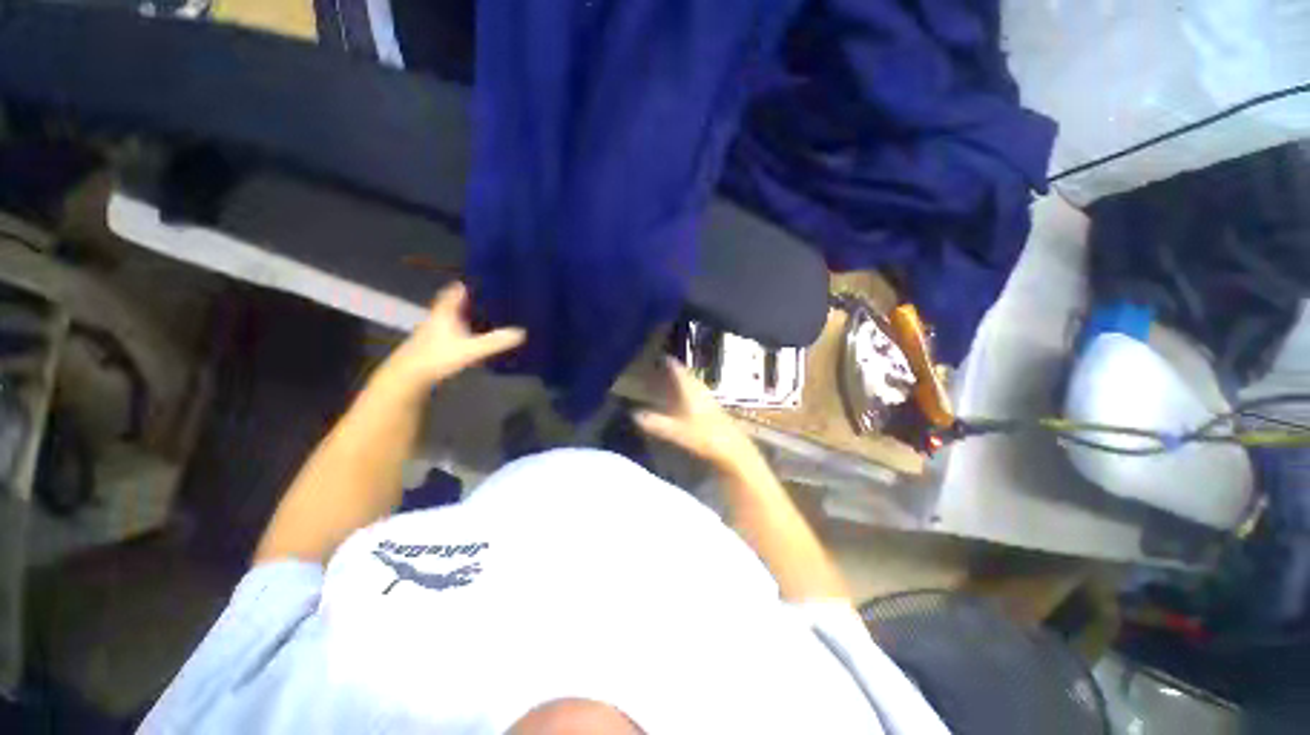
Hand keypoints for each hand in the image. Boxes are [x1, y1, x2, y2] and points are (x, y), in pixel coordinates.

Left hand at [382, 282, 524, 390]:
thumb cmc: (438, 356)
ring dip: (467, 318)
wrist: (409, 375)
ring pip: (453, 319)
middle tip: (490, 300)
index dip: (467, 285)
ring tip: (487, 319)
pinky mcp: (434, 345)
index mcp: (446, 312)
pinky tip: (473, 341)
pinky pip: (452, 333)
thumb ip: (495, 341)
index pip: (455, 291)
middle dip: (471, 302)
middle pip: (455, 304)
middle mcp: (439, 318)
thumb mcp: (471, 349)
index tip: (481, 281)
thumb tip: (522, 333)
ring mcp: (434, 332)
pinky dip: (463, 333)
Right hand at [634, 357, 764, 473]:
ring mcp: (709, 401)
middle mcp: (700, 391)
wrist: (733, 450)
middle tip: (663, 366)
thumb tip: (633, 414)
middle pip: (687, 377)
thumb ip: (656, 423)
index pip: (679, 371)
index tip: (661, 355)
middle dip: (675, 371)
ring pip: (693, 386)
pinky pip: (697, 396)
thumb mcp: (677, 431)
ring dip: (682, 382)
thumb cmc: (705, 437)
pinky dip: (688, 394)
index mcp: (691, 391)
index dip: (670, 363)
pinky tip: (685, 401)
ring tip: (672, 380)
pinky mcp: (714, 412)